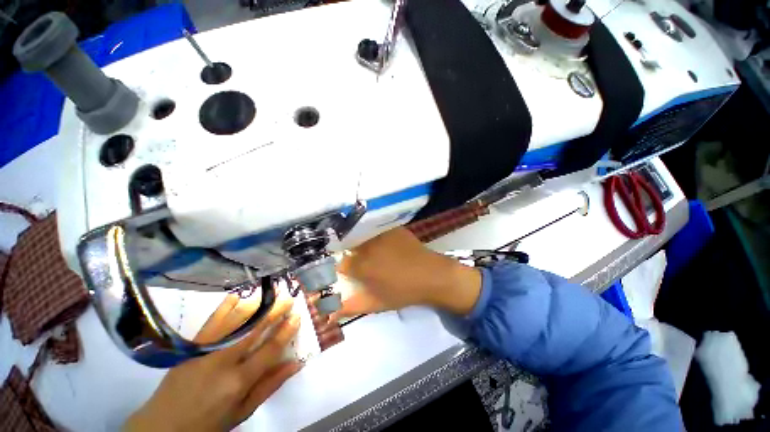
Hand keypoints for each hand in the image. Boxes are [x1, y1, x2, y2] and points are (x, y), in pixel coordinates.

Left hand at [125, 291, 301, 431]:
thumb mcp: (243, 411)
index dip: (286, 331)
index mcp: (238, 382)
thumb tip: (297, 363)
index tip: (297, 316)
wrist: (163, 426)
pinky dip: (225, 306)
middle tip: (288, 298)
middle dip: (274, 311)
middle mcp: (223, 362)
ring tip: (270, 294)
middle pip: (254, 329)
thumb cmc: (209, 423)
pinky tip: (237, 295)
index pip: (269, 350)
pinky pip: (211, 321)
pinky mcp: (192, 346)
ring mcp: (205, 351)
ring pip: (235, 321)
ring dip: (256, 305)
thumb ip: (270, 386)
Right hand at [332, 227, 481, 318]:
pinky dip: (375, 236)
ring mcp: (380, 234)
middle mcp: (367, 246)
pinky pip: (376, 230)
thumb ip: (350, 307)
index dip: (343, 268)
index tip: (348, 272)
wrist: (432, 275)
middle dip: (352, 255)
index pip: (340, 263)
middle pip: (350, 247)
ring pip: (362, 237)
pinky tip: (384, 244)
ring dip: (362, 244)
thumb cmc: (404, 292)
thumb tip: (328, 316)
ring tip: (374, 252)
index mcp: (361, 266)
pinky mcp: (392, 227)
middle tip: (362, 262)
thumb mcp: (376, 303)